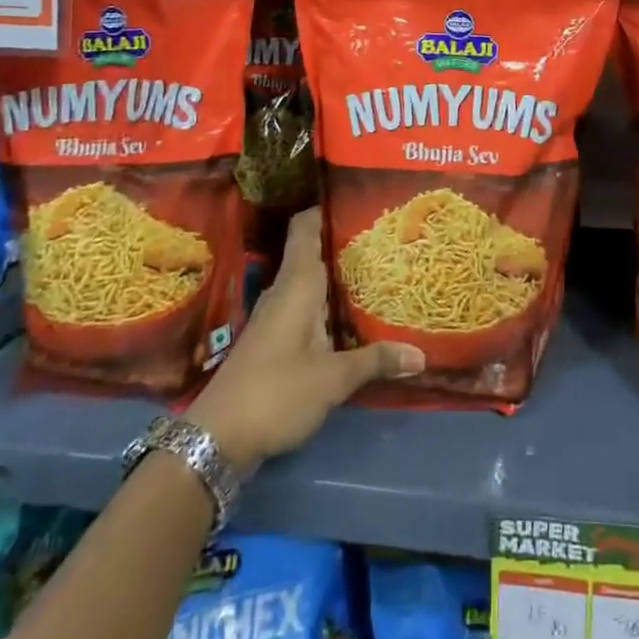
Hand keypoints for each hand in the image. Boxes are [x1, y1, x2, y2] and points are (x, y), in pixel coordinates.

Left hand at [185, 207, 423, 472]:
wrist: (217, 440)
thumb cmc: (275, 393)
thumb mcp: (332, 379)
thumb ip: (375, 361)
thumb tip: (421, 354)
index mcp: (297, 284)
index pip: (306, 227)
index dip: (327, 207)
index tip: (359, 198)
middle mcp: (285, 291)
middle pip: (314, 252)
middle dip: (346, 243)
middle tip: (386, 236)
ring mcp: (276, 316)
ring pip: (311, 282)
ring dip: (340, 276)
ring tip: (380, 269)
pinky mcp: (274, 340)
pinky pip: (307, 307)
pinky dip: (330, 304)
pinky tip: (353, 316)